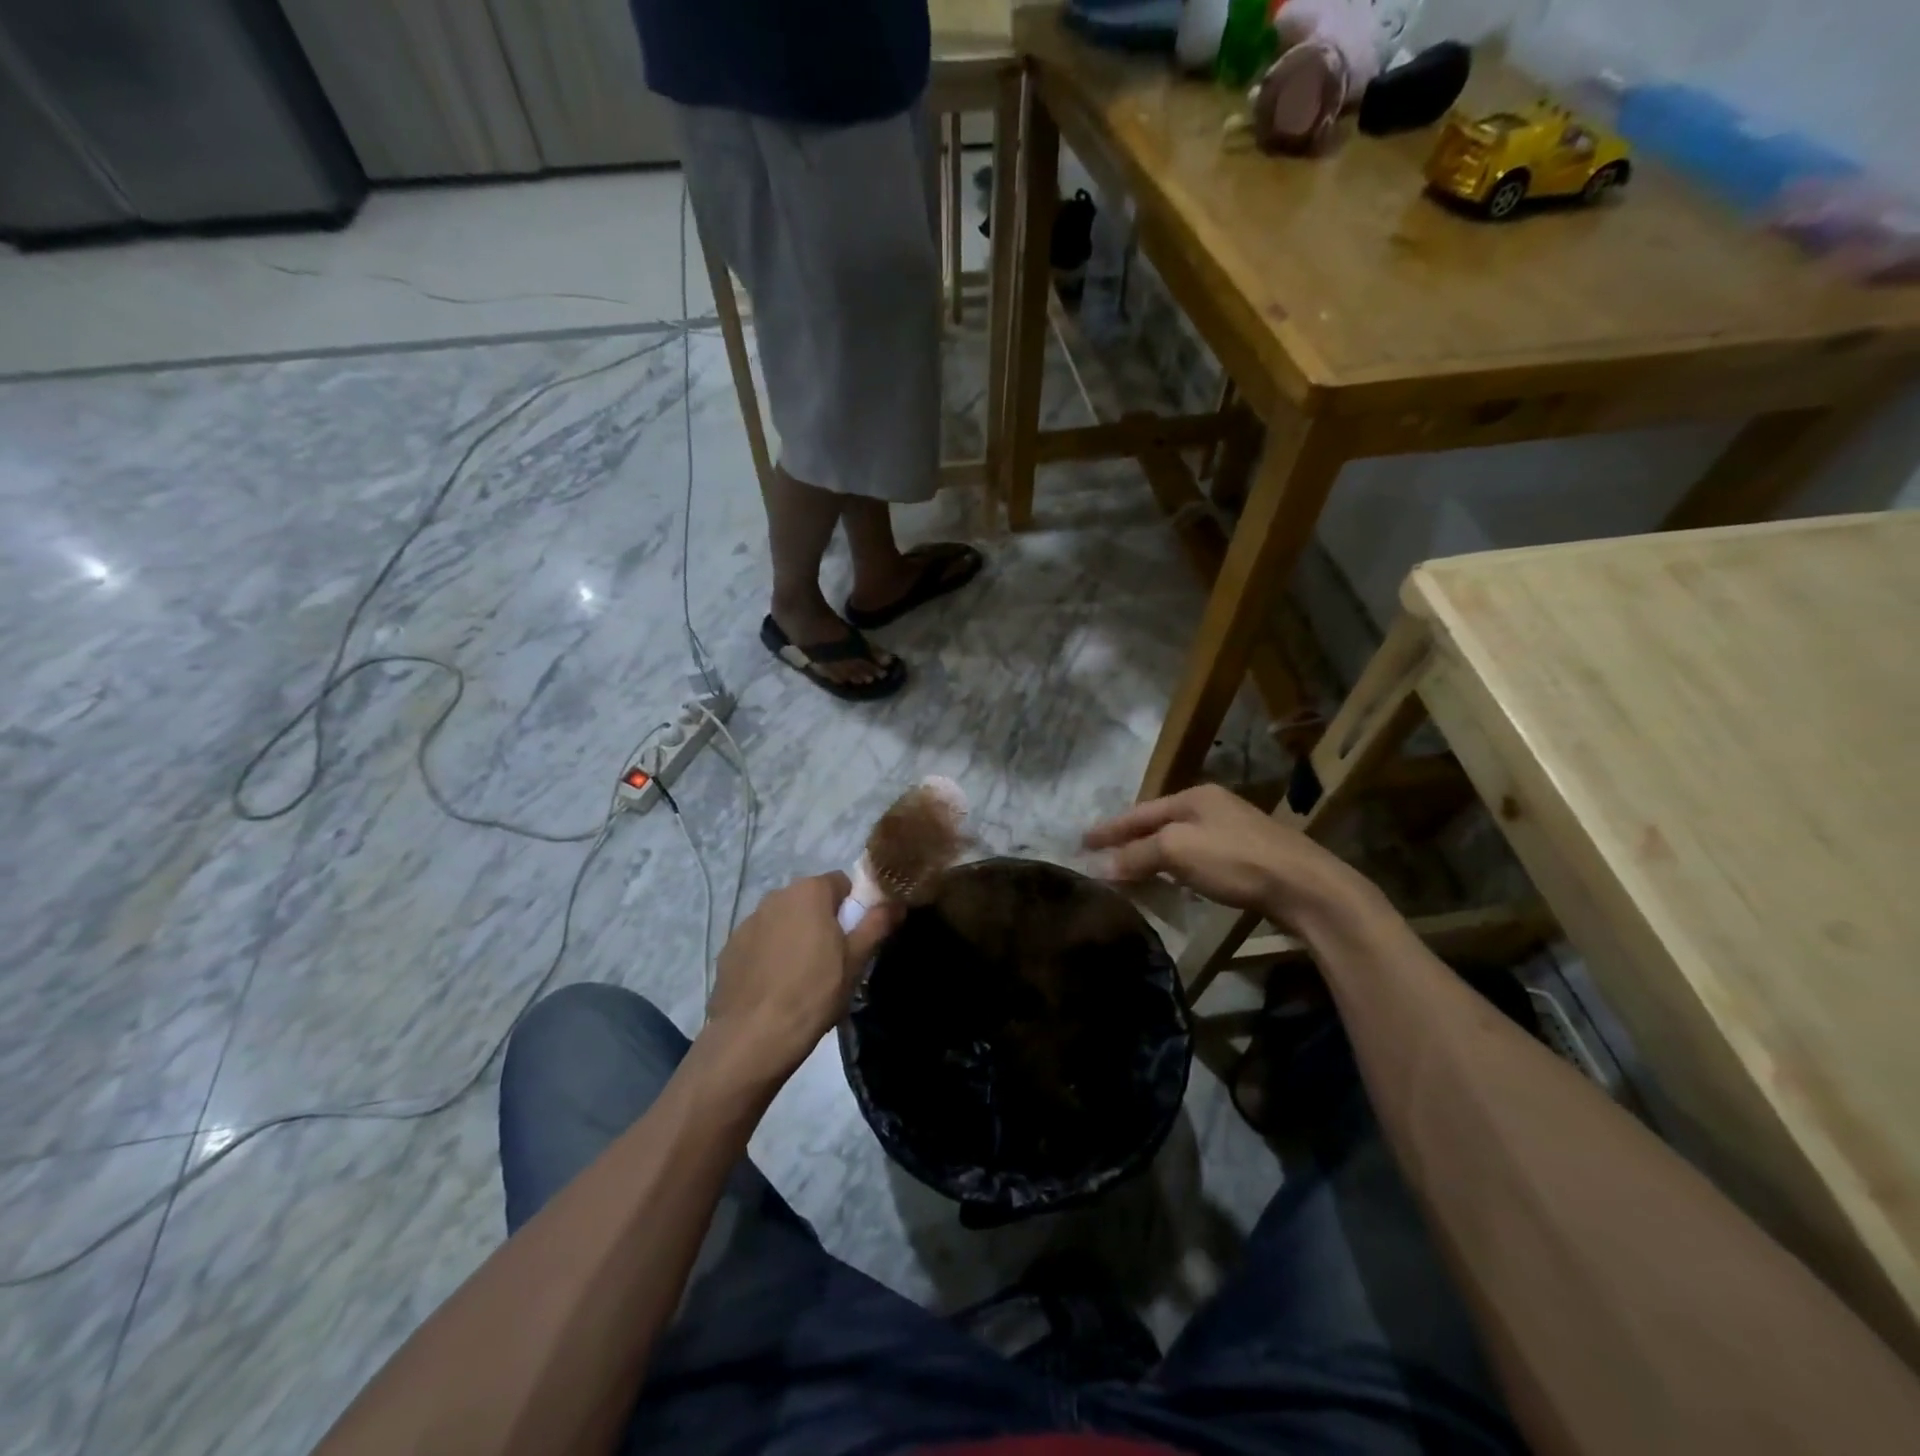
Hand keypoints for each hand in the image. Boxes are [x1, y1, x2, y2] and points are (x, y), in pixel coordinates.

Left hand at [704, 872, 900, 1079]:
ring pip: (783, 920)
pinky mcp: (729, 948)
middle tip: (832, 958)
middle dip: (822, 921)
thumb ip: (877, 924)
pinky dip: (770, 954)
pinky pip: (760, 942)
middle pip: (810, 900)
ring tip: (801, 976)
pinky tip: (775, 985)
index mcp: (809, 891)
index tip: (855, 937)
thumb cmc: (814, 992)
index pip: (841, 883)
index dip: (853, 907)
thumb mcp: (856, 959)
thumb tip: (896, 901)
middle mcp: (776, 896)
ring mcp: (747, 922)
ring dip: (794, 936)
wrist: (753, 1036)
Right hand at [1084, 784, 1368, 927]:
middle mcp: (1212, 807)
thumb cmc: (1236, 861)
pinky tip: (1169, 880)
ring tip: (1127, 869)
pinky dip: (1174, 867)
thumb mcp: (1178, 851)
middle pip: (1158, 823)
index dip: (1109, 829)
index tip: (1082, 841)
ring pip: (1178, 840)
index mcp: (1194, 797)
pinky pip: (1196, 857)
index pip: (1139, 812)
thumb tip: (1102, 866)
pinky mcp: (1248, 857)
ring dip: (1151, 855)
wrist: (1306, 887)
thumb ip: (1138, 855)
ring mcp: (1233, 831)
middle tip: (1100, 855)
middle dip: (1128, 839)